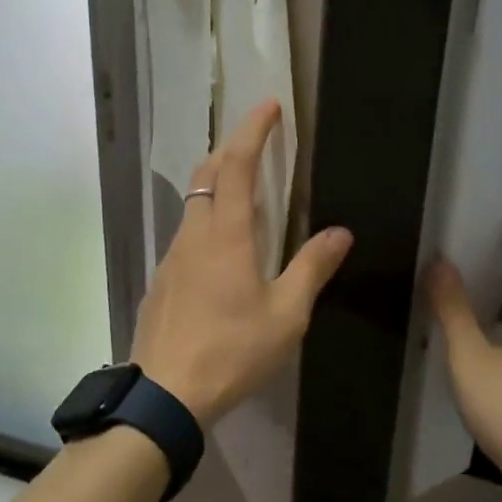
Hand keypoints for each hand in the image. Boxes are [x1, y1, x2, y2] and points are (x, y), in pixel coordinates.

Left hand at [133, 99, 353, 426]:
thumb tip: (341, 232)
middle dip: (231, 148)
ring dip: (217, 184)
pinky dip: (205, 220)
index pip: (236, 165)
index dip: (253, 130)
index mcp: (226, 235)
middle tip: (256, 141)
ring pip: (192, 204)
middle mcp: (193, 236)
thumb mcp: (286, 315)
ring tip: (244, 191)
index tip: (269, 106)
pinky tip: (220, 249)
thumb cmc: (232, 352)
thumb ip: (312, 268)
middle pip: (207, 174)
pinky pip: (185, 235)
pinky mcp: (161, 281)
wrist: (164, 394)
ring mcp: (171, 258)